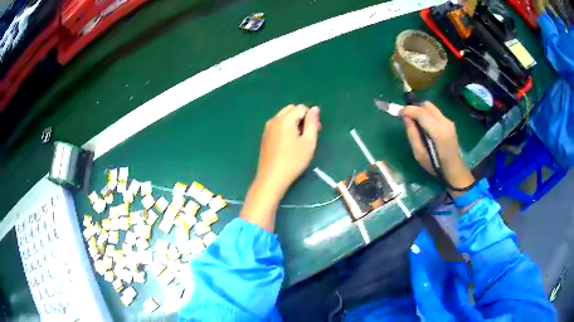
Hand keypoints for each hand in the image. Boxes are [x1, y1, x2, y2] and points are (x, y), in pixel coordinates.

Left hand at [255, 104, 321, 195]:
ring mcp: (267, 128)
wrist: (271, 178)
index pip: (301, 108)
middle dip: (301, 117)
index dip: (311, 117)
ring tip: (299, 140)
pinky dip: (285, 128)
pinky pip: (277, 124)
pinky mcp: (264, 136)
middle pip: (291, 109)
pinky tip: (288, 144)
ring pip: (283, 116)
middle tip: (308, 134)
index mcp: (285, 119)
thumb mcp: (308, 142)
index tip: (315, 131)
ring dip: (293, 122)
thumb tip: (315, 108)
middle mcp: (274, 120)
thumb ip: (312, 123)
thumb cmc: (293, 161)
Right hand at [401, 102, 473, 194]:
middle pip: (427, 105)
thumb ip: (412, 135)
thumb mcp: (419, 155)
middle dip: (415, 108)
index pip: (421, 112)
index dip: (409, 110)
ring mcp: (449, 121)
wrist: (454, 169)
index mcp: (438, 132)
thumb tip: (405, 118)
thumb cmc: (435, 166)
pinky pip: (436, 113)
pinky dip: (428, 115)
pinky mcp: (450, 123)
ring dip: (422, 111)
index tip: (399, 113)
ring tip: (416, 122)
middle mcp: (445, 122)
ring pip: (432, 108)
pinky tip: (425, 126)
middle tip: (408, 117)